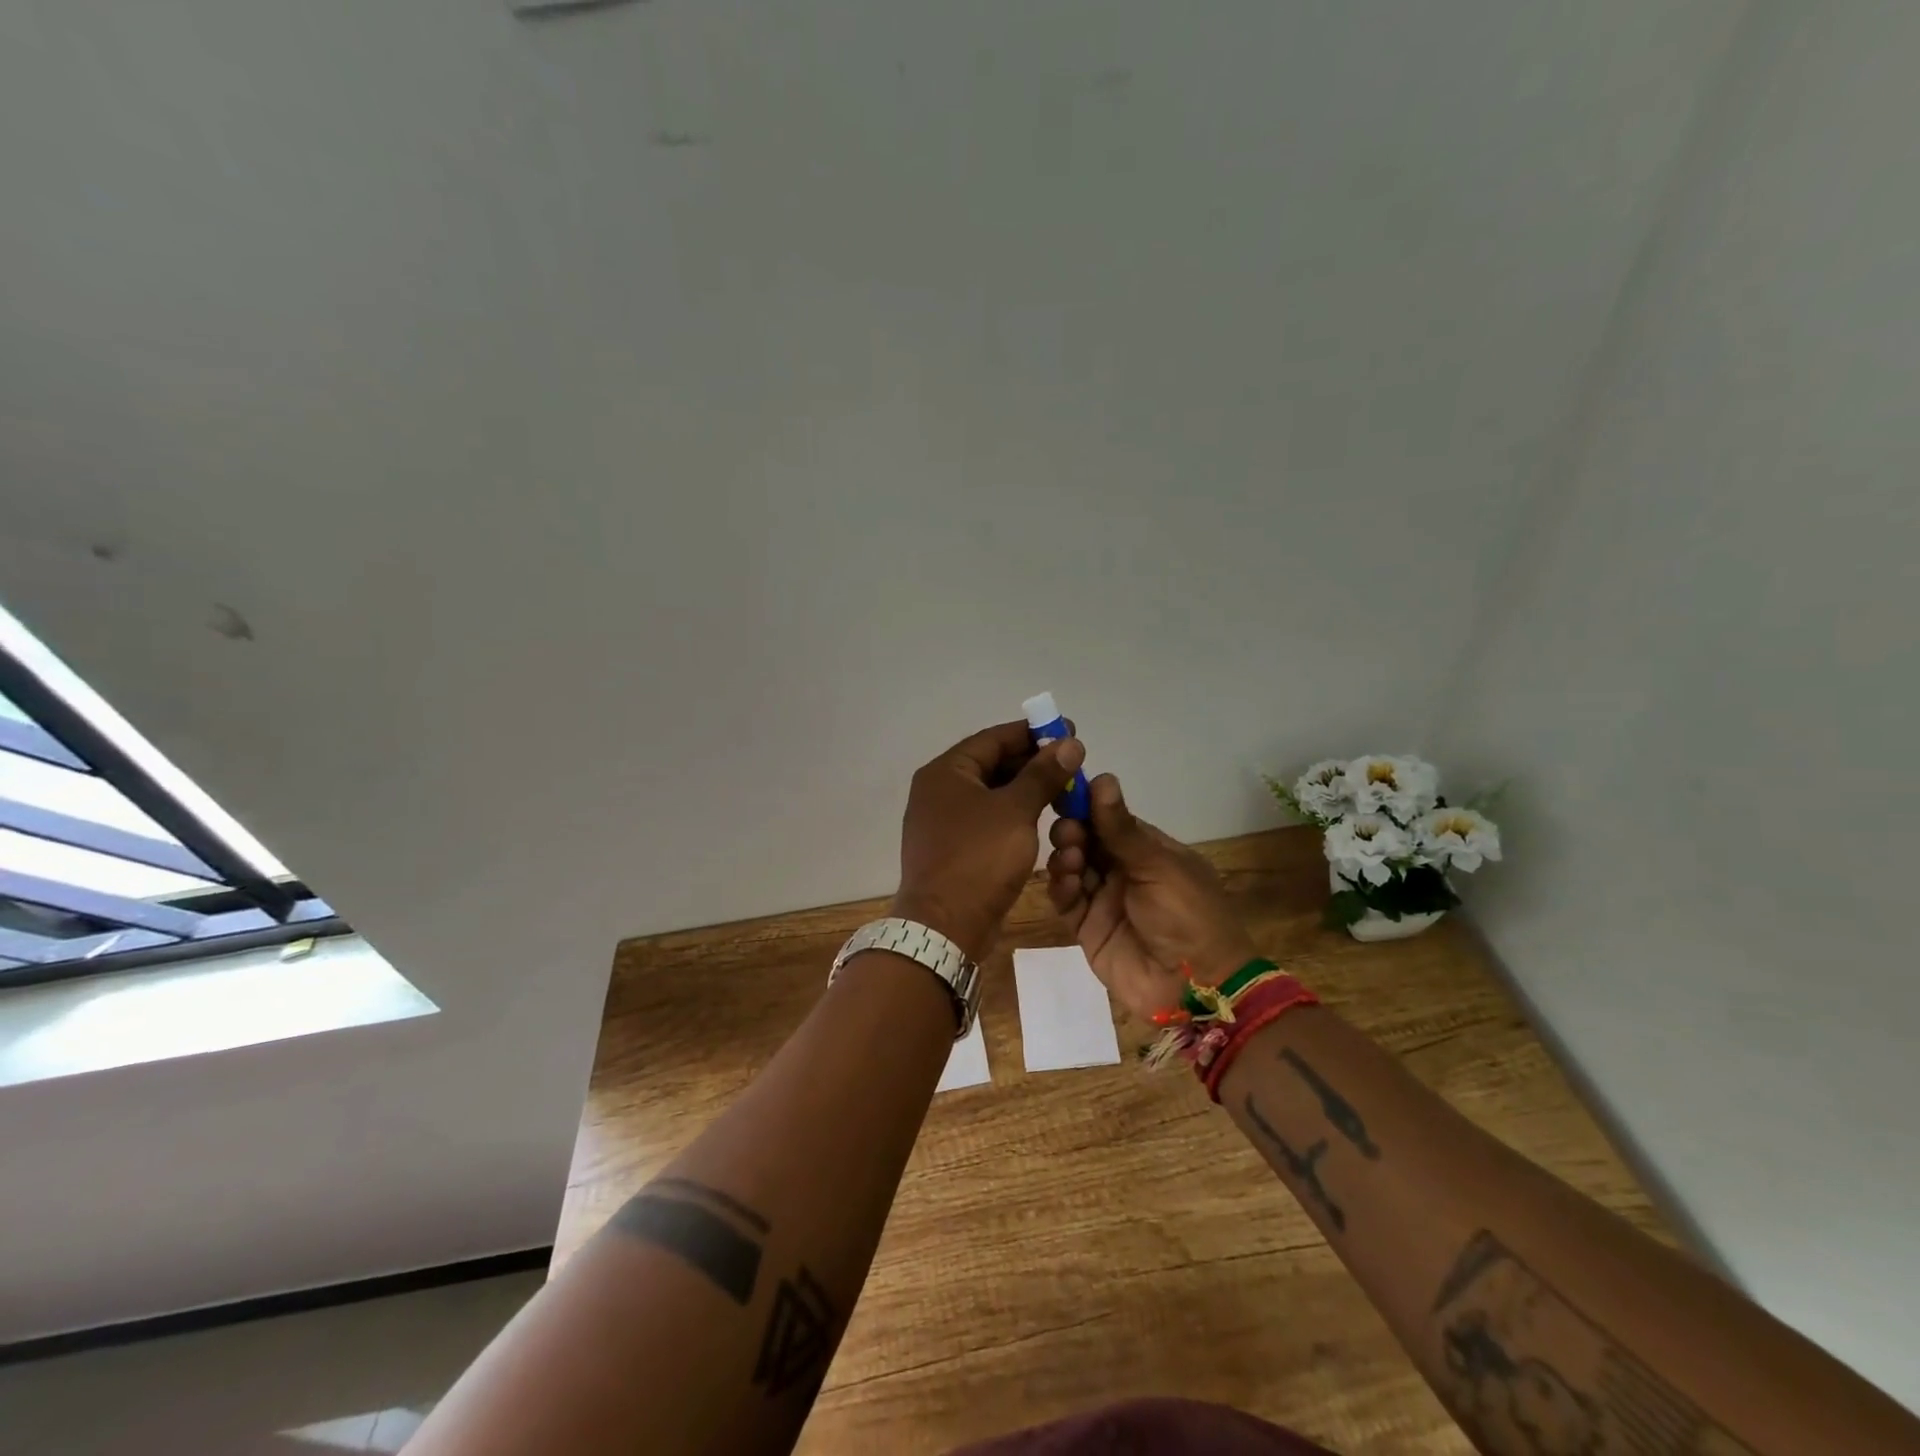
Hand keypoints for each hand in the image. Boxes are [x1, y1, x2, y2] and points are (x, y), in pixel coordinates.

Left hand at [892, 721, 1086, 961]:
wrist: (945, 927)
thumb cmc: (979, 859)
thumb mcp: (1016, 811)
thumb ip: (1043, 774)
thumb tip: (1069, 743)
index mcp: (945, 772)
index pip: (994, 738)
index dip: (1033, 733)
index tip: (1068, 730)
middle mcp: (938, 790)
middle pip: (991, 764)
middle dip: (1033, 762)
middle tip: (1072, 762)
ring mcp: (943, 821)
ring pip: (991, 793)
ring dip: (1026, 789)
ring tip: (1064, 788)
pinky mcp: (953, 847)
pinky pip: (987, 819)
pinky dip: (1013, 813)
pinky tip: (1042, 817)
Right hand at [1045, 774, 1258, 1020]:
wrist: (1194, 987)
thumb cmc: (1187, 915)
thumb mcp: (1158, 866)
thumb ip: (1121, 828)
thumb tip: (1101, 777)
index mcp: (1147, 849)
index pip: (1108, 818)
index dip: (1086, 805)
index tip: (1062, 790)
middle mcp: (1123, 870)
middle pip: (1085, 840)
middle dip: (1072, 831)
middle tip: (1070, 833)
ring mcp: (1103, 899)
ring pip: (1071, 867)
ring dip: (1065, 857)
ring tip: (1070, 859)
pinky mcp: (1088, 927)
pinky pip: (1066, 900)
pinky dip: (1061, 888)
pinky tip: (1065, 884)